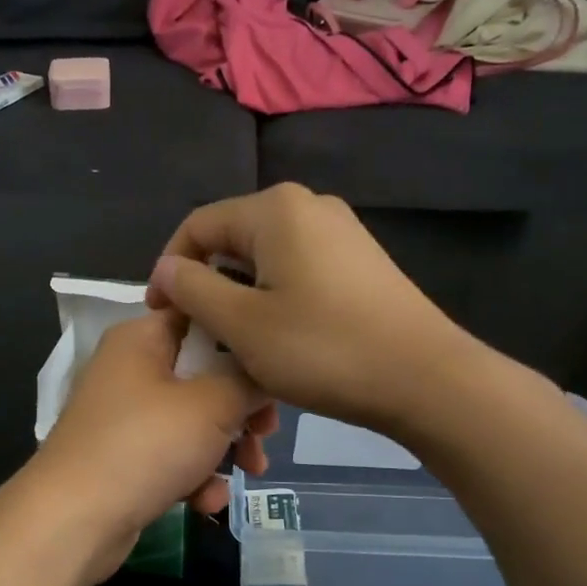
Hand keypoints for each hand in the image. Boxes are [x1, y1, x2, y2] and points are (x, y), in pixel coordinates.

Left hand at [28, 311, 276, 579]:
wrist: (72, 521)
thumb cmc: (144, 446)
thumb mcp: (211, 405)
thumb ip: (248, 380)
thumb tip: (266, 372)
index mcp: (141, 338)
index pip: (200, 314)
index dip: (241, 336)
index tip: (274, 366)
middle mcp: (130, 369)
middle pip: (203, 372)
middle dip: (241, 406)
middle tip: (266, 430)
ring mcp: (124, 416)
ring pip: (192, 419)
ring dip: (225, 446)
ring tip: (250, 471)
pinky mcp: (123, 458)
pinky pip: (171, 455)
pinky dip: (193, 475)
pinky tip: (206, 502)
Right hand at [145, 183, 478, 435]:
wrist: (424, 379)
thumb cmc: (323, 349)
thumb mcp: (242, 324)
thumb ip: (193, 289)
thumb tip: (166, 268)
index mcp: (275, 209)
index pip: (198, 226)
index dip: (169, 269)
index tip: (161, 317)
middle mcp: (308, 206)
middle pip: (232, 241)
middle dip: (207, 287)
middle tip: (200, 338)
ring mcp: (340, 233)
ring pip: (265, 261)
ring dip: (240, 300)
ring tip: (237, 346)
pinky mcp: (359, 262)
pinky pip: (297, 272)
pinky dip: (274, 301)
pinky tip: (279, 341)